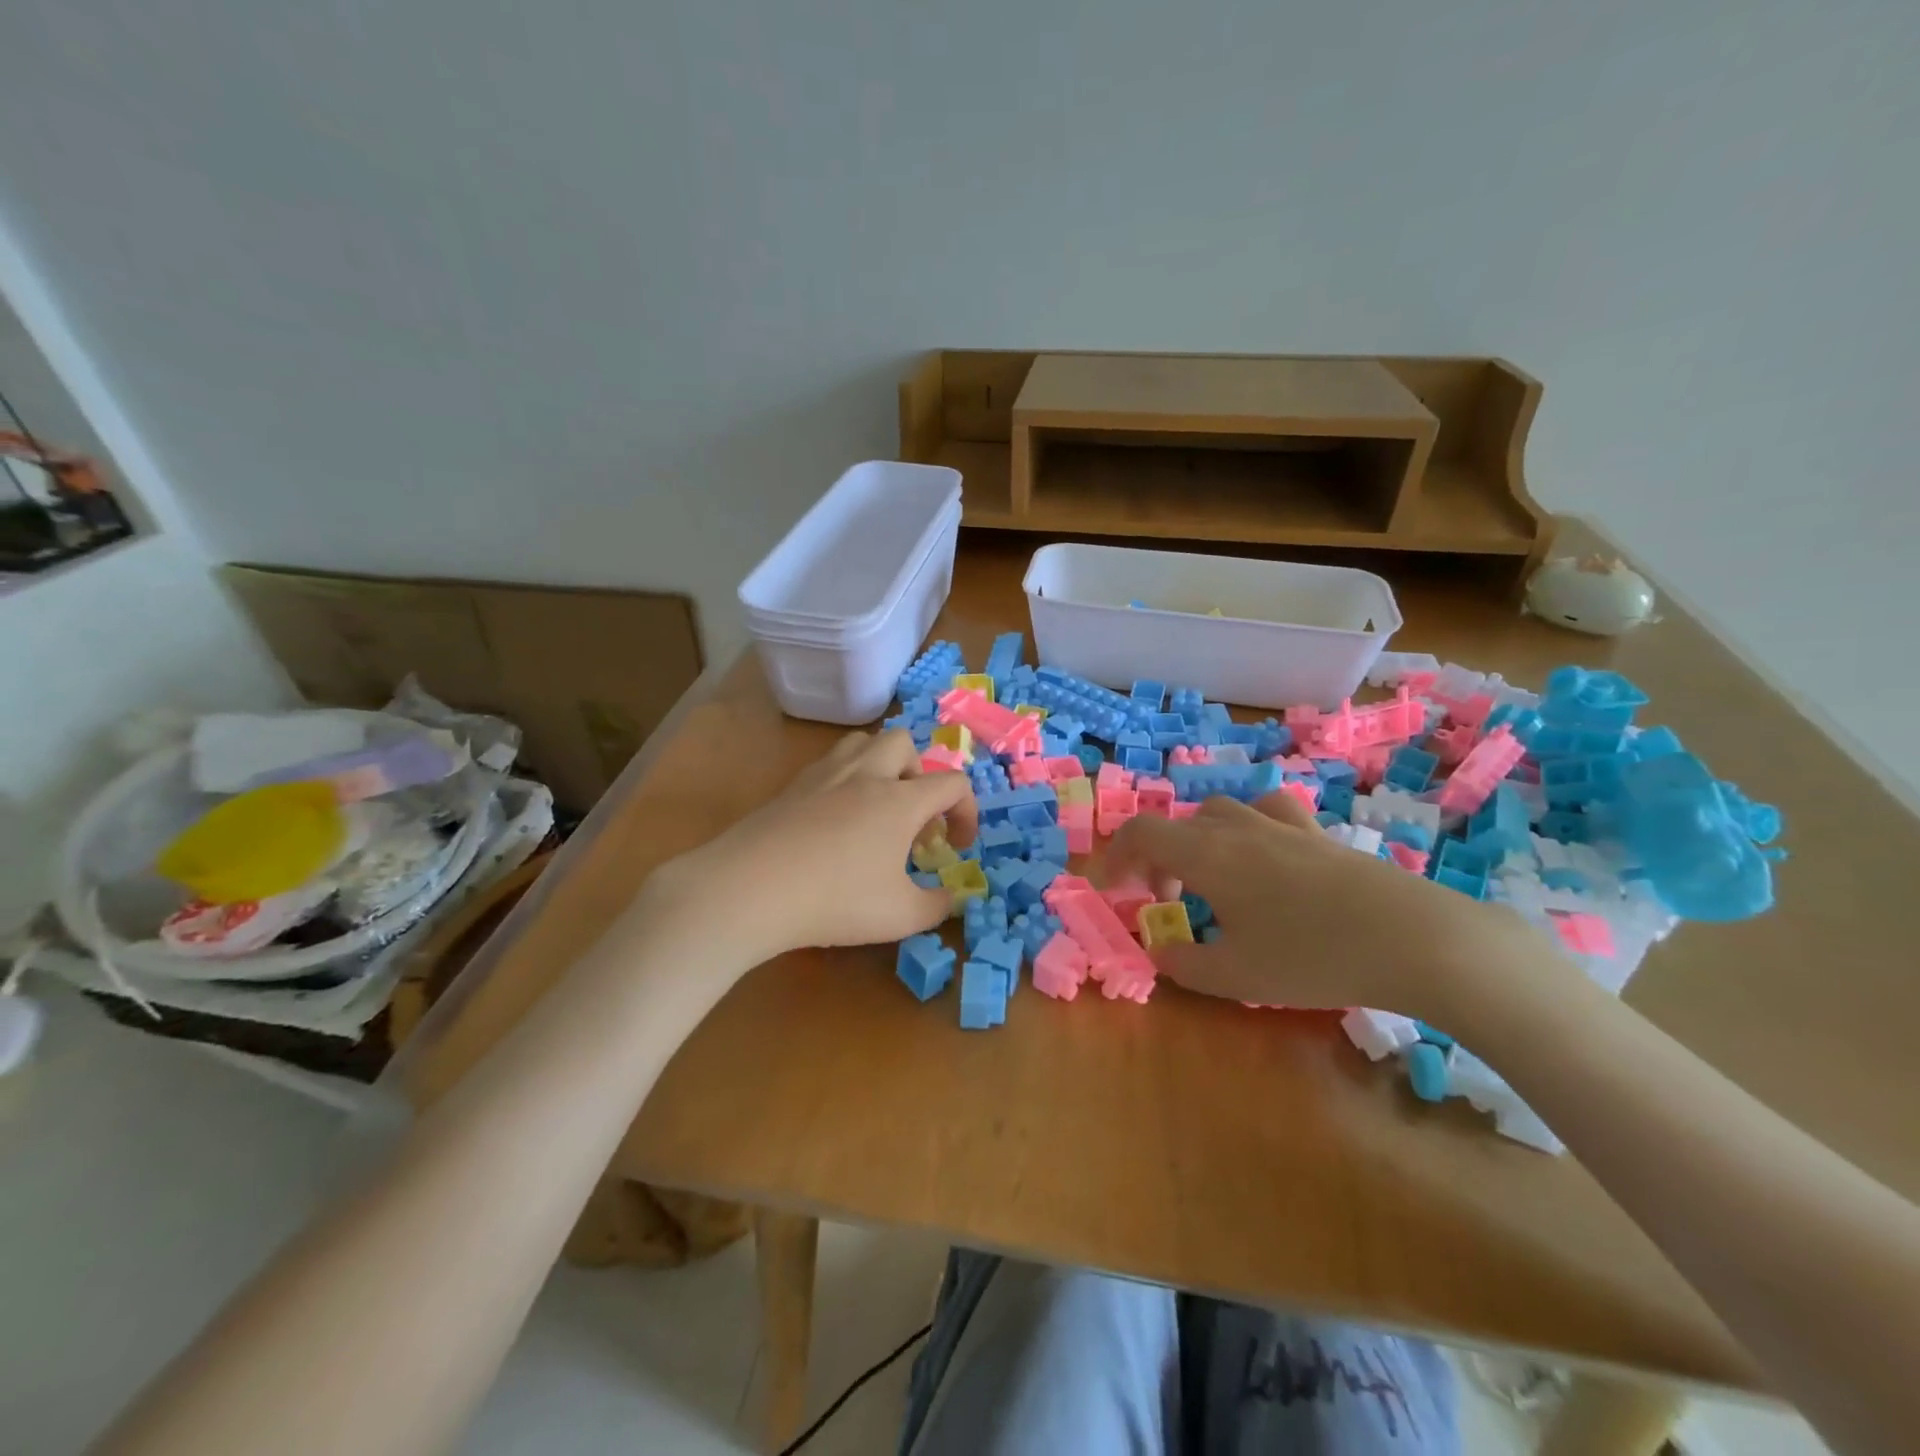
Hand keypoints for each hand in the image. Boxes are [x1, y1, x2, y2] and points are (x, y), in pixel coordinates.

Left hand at [651, 729, 976, 963]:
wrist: (750, 888)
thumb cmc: (835, 901)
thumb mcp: (900, 916)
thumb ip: (937, 906)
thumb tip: (952, 898)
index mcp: (900, 800)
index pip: (952, 783)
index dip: (967, 812)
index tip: (957, 846)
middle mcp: (866, 775)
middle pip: (904, 744)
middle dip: (919, 775)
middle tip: (911, 818)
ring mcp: (824, 775)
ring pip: (863, 742)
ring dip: (881, 766)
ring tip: (875, 807)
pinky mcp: (791, 786)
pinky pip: (830, 763)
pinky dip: (845, 779)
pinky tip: (835, 820)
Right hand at [1105, 790, 1557, 1023]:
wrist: (1414, 939)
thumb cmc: (1312, 957)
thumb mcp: (1237, 976)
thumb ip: (1186, 965)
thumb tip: (1159, 954)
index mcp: (1207, 854)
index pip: (1142, 833)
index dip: (1116, 858)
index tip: (1112, 892)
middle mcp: (1238, 828)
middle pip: (1179, 824)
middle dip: (1157, 859)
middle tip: (1164, 902)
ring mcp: (1283, 826)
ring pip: (1221, 812)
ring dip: (1200, 840)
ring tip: (1210, 878)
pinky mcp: (1320, 835)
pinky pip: (1270, 814)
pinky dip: (1250, 829)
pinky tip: (1266, 859)